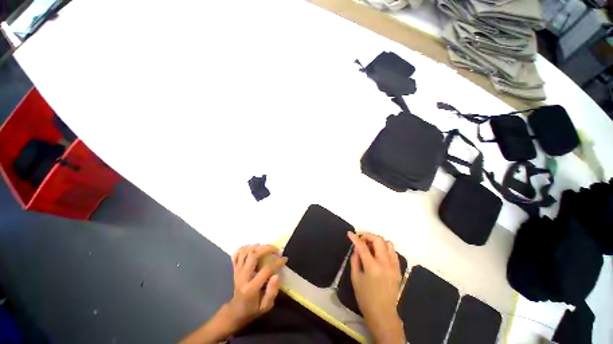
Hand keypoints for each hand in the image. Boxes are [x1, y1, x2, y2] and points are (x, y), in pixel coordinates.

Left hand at [180, 244, 286, 343]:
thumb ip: (272, 292)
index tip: (284, 259)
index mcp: (251, 288)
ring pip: (245, 252)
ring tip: (266, 248)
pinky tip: (253, 248)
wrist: (235, 312)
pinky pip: (237, 254)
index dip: (277, 262)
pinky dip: (245, 248)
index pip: (266, 270)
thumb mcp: (265, 307)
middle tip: (276, 249)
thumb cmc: (252, 310)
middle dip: (267, 249)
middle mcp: (242, 277)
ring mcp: (237, 271)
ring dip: (257, 247)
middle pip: (253, 255)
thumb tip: (277, 275)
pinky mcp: (235, 269)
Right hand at [347, 232, 404, 343]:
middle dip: (368, 235)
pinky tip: (379, 253)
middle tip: (361, 239)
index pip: (362, 246)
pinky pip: (393, 252)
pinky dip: (385, 248)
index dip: (355, 238)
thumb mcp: (355, 278)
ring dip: (377, 241)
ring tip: (370, 246)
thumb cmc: (365, 298)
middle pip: (378, 240)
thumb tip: (356, 248)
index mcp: (372, 267)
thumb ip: (355, 260)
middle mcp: (385, 264)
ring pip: (388, 243)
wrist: (383, 314)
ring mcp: (394, 266)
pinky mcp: (398, 270)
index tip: (350, 233)